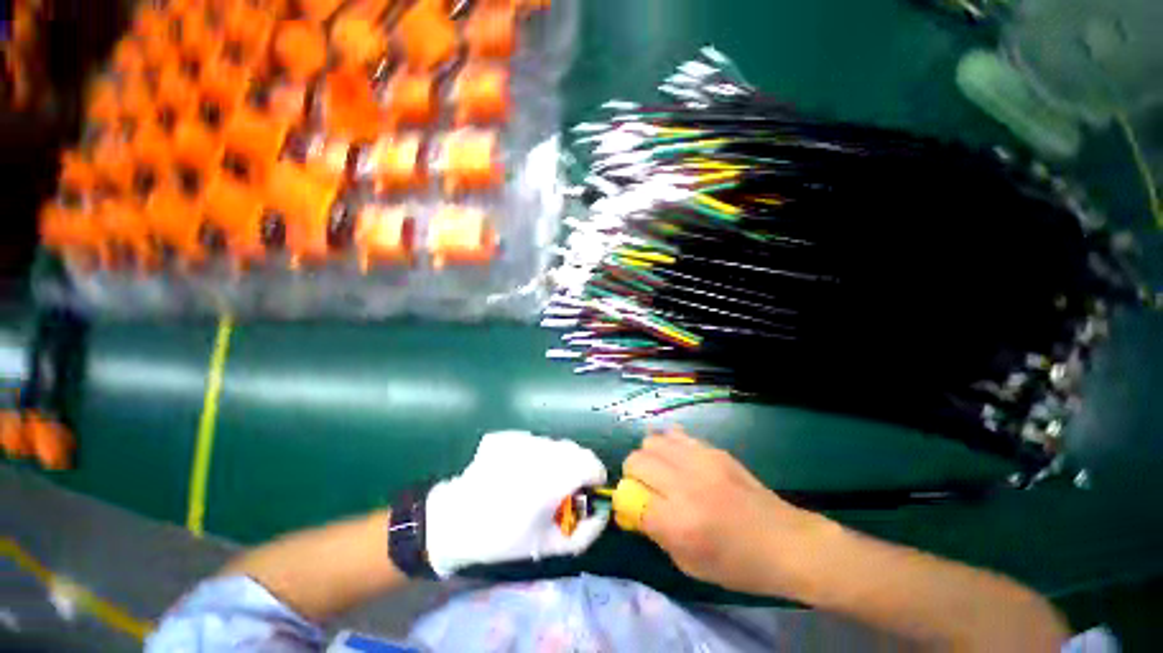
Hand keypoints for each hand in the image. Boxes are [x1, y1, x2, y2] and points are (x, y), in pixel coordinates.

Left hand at [425, 431, 609, 577]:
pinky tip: (519, 472)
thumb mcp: (547, 546)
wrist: (453, 520)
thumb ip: (584, 534)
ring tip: (540, 481)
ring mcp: (523, 439)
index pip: (591, 463)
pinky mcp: (508, 436)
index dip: (596, 475)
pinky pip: (534, 442)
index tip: (590, 490)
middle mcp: (542, 450)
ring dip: (557, 460)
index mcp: (554, 477)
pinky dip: (536, 455)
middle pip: (575, 450)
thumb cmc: (502, 537)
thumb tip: (602, 515)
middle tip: (565, 489)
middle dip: (578, 468)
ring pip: (555, 444)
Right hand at [623, 426, 825, 594]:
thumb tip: (631, 507)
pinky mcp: (713, 449)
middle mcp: (684, 485)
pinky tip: (678, 458)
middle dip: (632, 475)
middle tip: (646, 488)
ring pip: (651, 441)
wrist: (784, 541)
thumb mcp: (689, 564)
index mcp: (678, 523)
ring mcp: (700, 461)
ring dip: (648, 456)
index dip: (624, 501)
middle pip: (635, 461)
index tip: (632, 507)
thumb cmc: (737, 564)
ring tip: (661, 470)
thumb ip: (654, 532)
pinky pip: (675, 434)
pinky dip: (668, 444)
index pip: (627, 496)